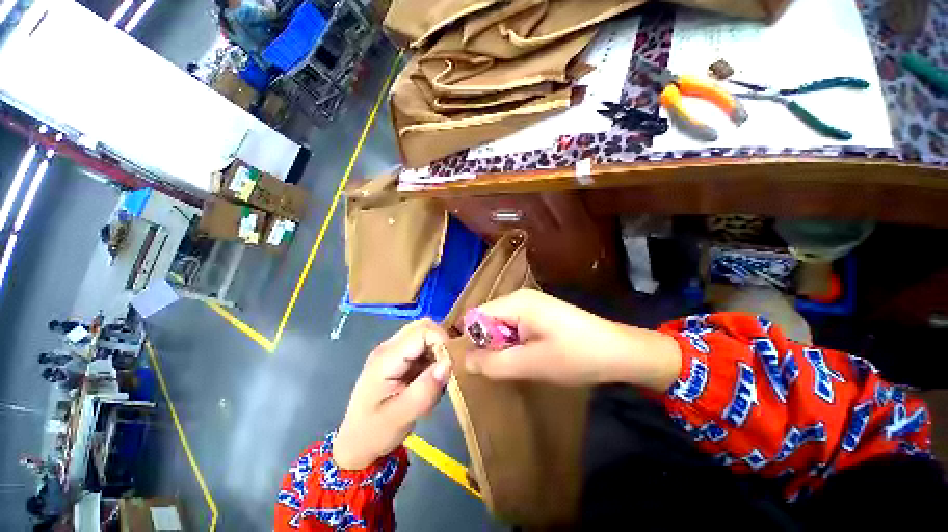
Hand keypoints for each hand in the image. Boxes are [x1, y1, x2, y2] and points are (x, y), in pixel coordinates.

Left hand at [333, 320, 450, 469]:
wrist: (355, 444)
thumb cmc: (375, 432)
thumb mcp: (401, 417)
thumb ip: (425, 390)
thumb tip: (448, 363)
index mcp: (386, 358)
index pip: (421, 332)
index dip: (441, 341)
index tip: (450, 365)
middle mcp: (389, 347)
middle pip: (423, 326)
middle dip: (440, 342)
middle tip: (445, 369)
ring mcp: (392, 350)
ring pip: (424, 332)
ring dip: (437, 349)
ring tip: (436, 375)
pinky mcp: (398, 357)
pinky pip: (422, 344)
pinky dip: (432, 355)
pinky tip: (429, 376)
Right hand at [464, 289, 681, 390]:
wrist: (619, 351)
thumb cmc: (575, 356)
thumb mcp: (531, 364)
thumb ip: (493, 363)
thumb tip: (464, 361)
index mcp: (515, 302)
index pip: (475, 317)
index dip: (474, 341)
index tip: (484, 365)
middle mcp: (519, 296)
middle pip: (487, 319)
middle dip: (491, 344)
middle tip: (508, 366)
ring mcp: (530, 303)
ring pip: (501, 324)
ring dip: (504, 345)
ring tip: (522, 362)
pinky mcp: (539, 312)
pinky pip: (515, 325)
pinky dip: (515, 342)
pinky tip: (531, 355)